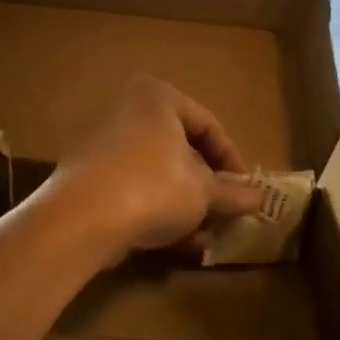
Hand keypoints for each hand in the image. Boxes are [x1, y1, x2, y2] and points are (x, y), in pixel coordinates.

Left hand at [49, 77, 266, 262]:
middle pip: (180, 149)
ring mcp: (102, 144)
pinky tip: (175, 241)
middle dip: (206, 186)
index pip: (208, 125)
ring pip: (158, 173)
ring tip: (203, 235)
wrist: (81, 218)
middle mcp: (126, 111)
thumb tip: (258, 197)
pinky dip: (156, 210)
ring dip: (184, 204)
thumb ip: (232, 192)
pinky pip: (133, 189)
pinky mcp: (88, 178)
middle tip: (225, 212)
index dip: (232, 160)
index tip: (246, 190)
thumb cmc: (153, 188)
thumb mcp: (203, 192)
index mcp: (156, 98)